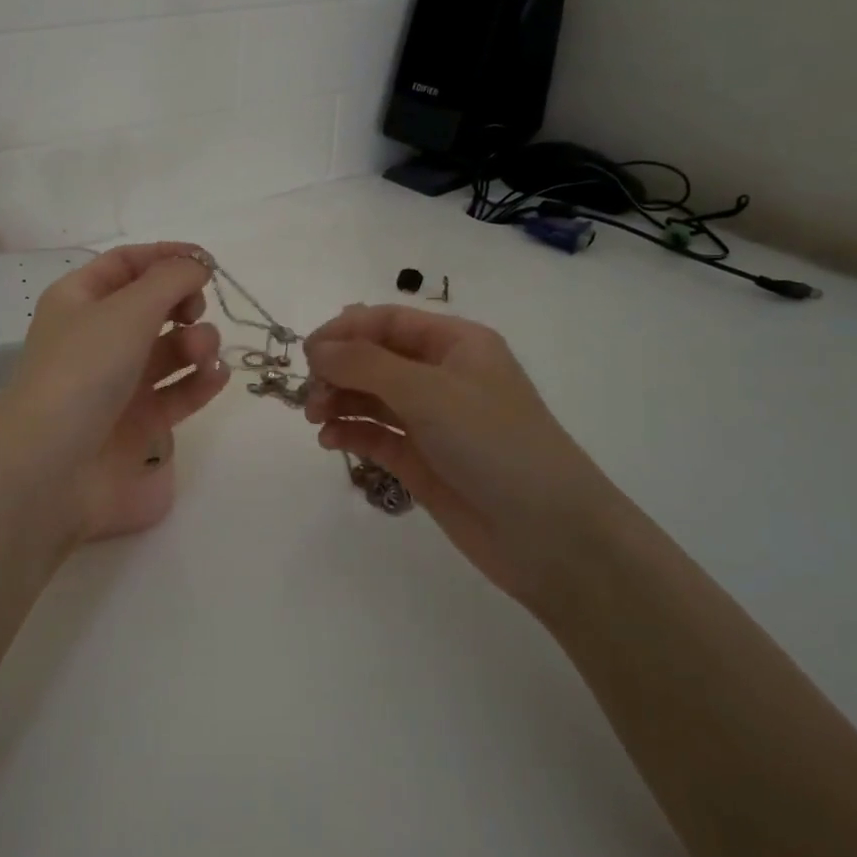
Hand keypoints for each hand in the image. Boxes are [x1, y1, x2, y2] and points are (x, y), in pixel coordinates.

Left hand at [0, 243, 228, 547]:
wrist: (50, 469)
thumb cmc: (82, 372)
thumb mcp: (127, 310)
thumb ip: (171, 279)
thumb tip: (198, 264)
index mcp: (80, 301)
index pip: (126, 264)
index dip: (166, 257)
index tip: (207, 262)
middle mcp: (98, 338)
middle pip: (152, 306)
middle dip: (183, 303)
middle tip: (195, 312)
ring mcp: (118, 383)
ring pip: (169, 350)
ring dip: (196, 343)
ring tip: (203, 354)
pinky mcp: (139, 424)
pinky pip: (177, 392)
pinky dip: (199, 381)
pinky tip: (215, 376)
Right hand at [302, 304, 623, 606]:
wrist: (549, 535)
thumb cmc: (493, 443)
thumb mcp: (429, 391)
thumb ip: (366, 364)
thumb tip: (317, 349)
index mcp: (456, 344)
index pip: (387, 321)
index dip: (344, 330)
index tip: (307, 353)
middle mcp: (442, 376)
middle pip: (374, 358)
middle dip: (338, 370)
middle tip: (311, 396)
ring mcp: (432, 421)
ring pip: (371, 397)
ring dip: (338, 400)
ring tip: (315, 419)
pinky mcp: (422, 461)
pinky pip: (377, 435)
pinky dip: (350, 432)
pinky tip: (329, 440)